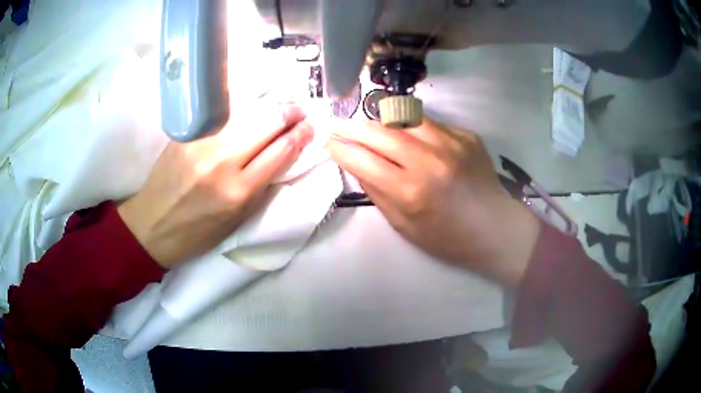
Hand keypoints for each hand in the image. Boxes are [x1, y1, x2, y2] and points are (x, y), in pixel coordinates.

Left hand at [118, 104, 312, 267]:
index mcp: (238, 192)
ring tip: (284, 102)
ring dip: (271, 104)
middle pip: (267, 122)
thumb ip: (260, 186)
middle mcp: (222, 161)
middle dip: (290, 112)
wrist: (152, 225)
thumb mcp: (236, 220)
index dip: (301, 135)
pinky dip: (244, 105)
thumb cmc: (197, 232)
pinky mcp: (187, 133)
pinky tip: (254, 103)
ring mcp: (202, 142)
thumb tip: (282, 154)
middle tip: (301, 109)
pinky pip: (223, 112)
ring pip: (247, 111)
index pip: (281, 150)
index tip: (311, 126)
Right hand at [327, 118, 540, 285]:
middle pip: (378, 131)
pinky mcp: (466, 135)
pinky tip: (410, 137)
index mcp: (410, 191)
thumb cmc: (448, 238)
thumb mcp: (405, 226)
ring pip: (403, 117)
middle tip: (336, 123)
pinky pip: (429, 123)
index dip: (340, 149)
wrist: (496, 228)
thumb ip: (377, 192)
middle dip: (350, 126)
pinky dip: (412, 127)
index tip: (328, 143)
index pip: (362, 160)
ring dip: (380, 120)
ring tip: (370, 126)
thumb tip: (357, 164)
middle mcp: (429, 160)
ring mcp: (451, 142)